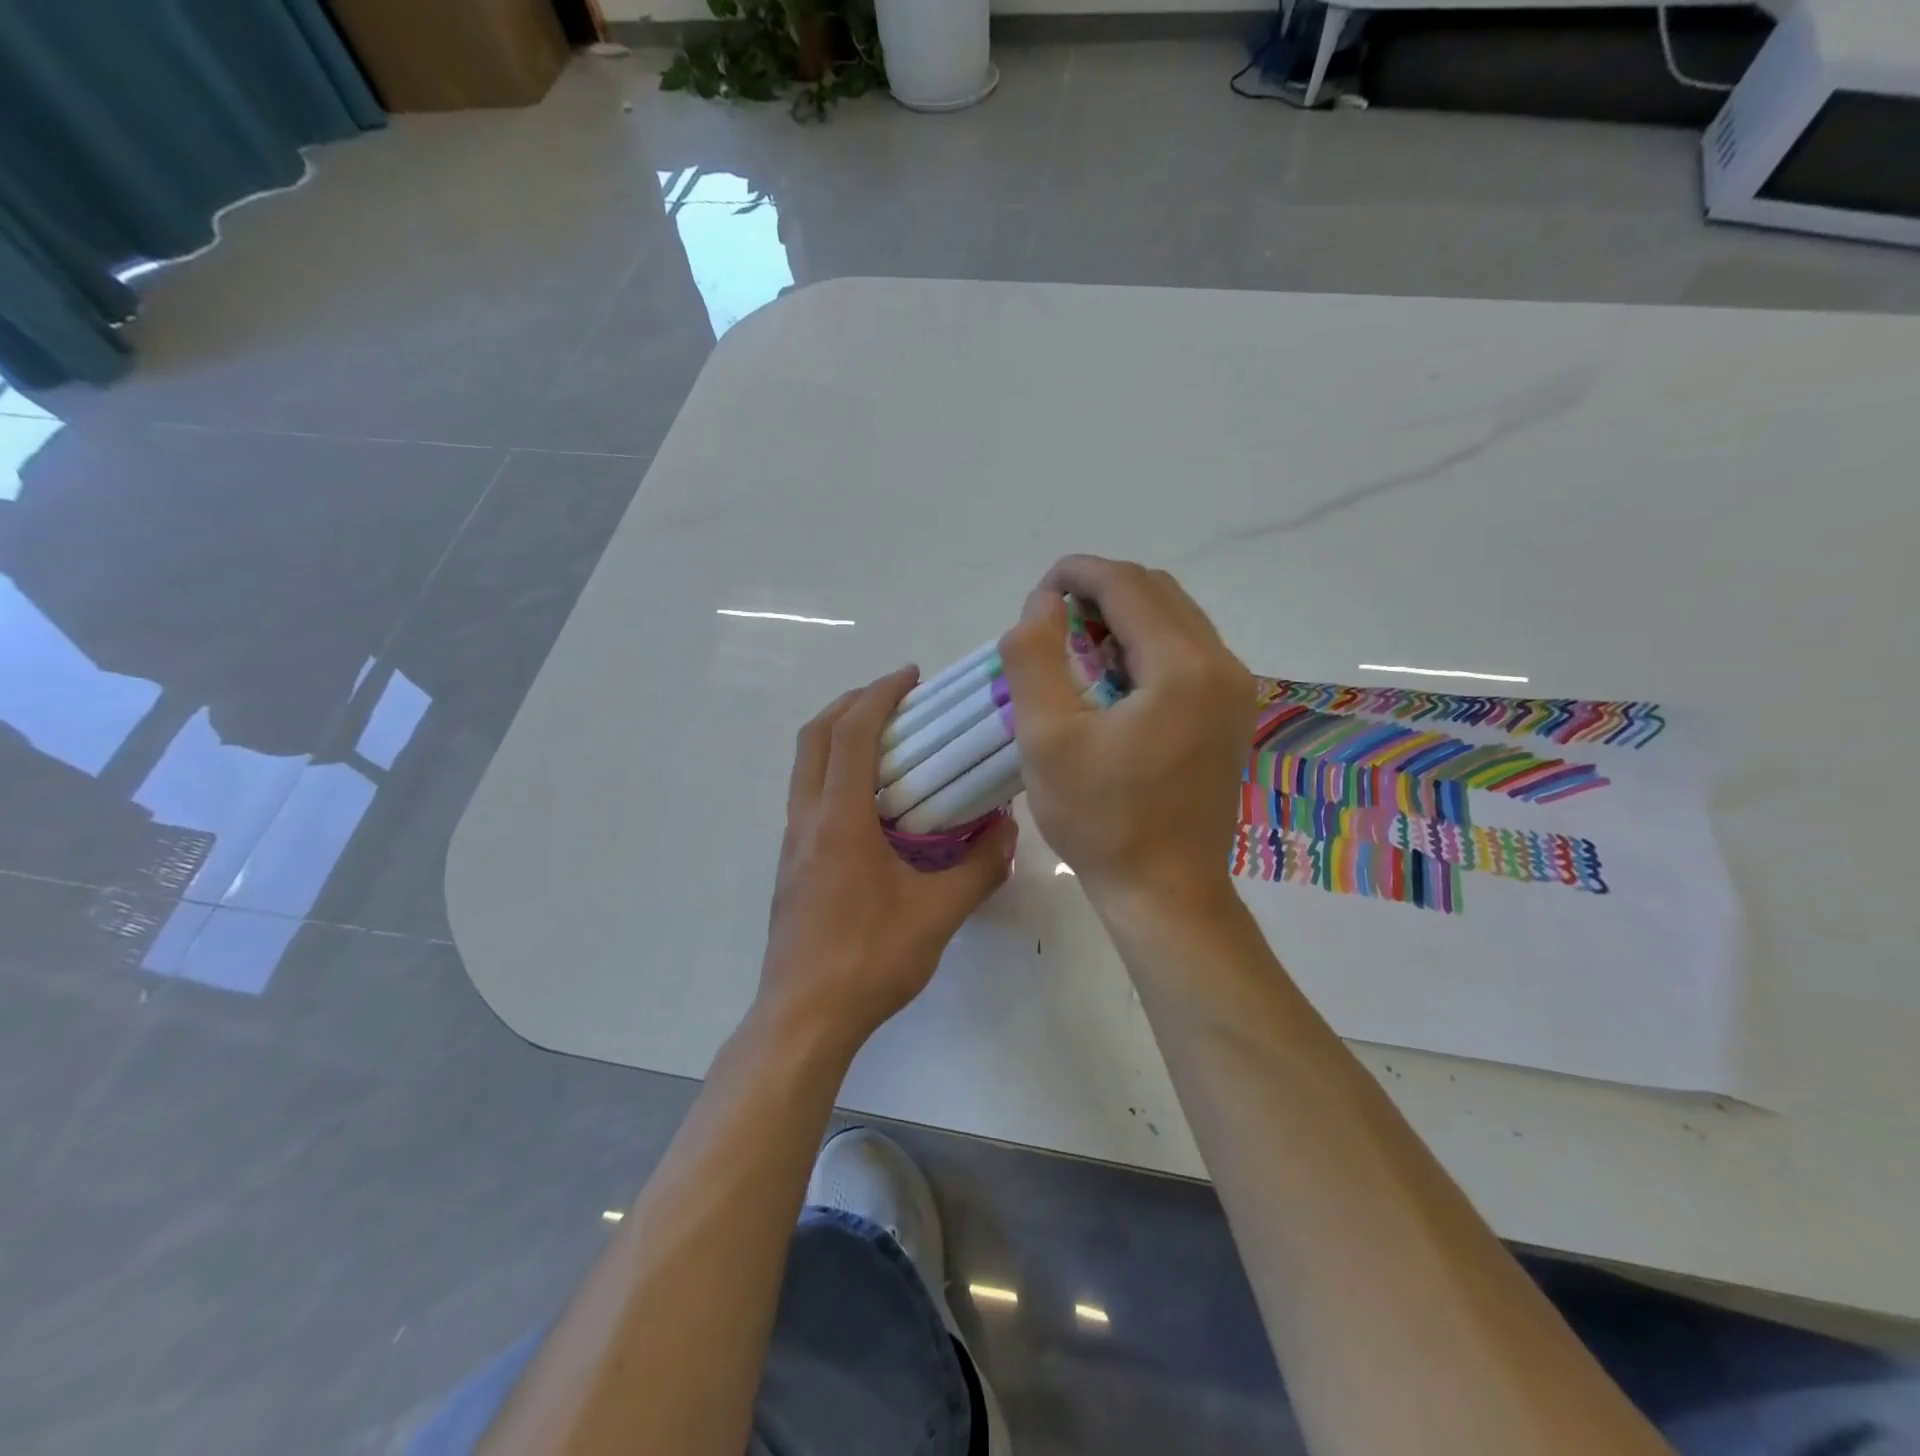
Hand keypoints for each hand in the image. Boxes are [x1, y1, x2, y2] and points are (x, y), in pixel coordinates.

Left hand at [757, 667, 1018, 1055]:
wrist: (804, 1018)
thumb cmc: (870, 960)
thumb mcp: (939, 914)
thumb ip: (980, 867)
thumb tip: (1008, 830)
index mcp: (839, 820)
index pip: (852, 733)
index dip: (879, 695)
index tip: (909, 677)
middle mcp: (806, 820)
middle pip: (814, 736)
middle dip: (850, 703)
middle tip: (892, 698)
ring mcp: (792, 843)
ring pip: (804, 766)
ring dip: (837, 737)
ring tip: (884, 740)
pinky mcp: (791, 866)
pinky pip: (808, 796)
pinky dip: (833, 772)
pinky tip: (871, 802)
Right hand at [1000, 556, 1254, 918]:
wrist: (1165, 892)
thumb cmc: (1101, 820)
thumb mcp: (1046, 738)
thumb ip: (1034, 658)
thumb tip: (1041, 604)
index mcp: (1183, 667)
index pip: (1128, 585)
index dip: (1078, 573)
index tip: (1038, 590)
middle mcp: (1222, 666)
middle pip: (1158, 593)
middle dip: (1101, 592)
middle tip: (1052, 621)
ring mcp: (1234, 691)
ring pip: (1176, 620)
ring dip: (1124, 618)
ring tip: (1076, 647)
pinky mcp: (1231, 714)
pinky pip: (1188, 653)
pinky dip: (1146, 647)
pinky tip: (1111, 678)